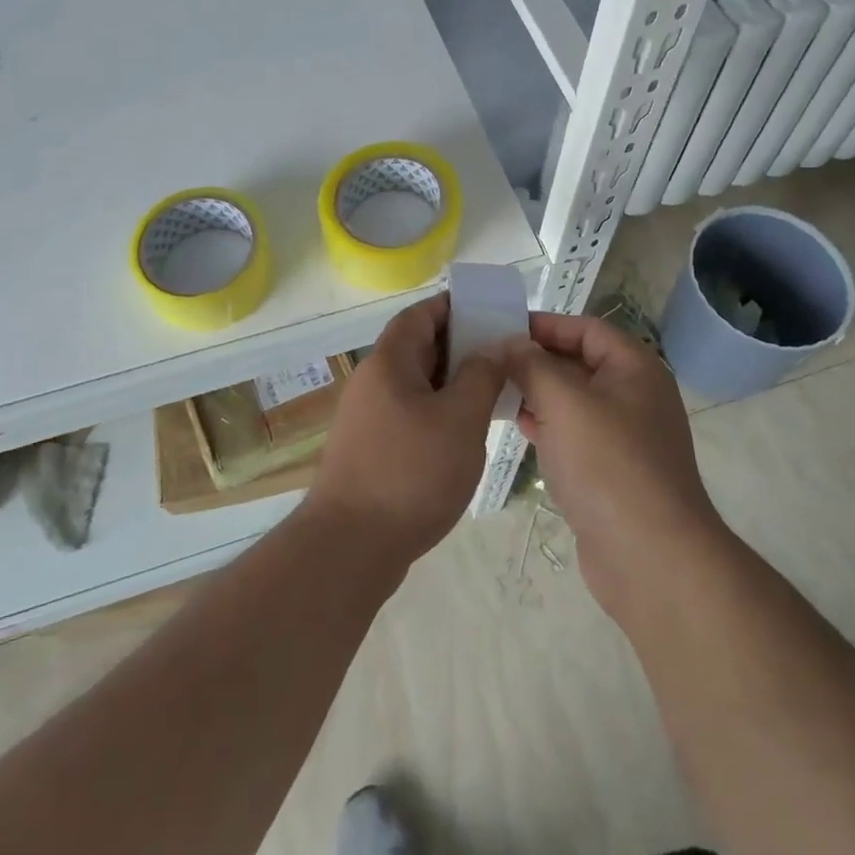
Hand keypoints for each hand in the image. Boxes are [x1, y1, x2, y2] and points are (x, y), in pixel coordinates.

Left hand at [305, 294, 508, 566]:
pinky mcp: (371, 449)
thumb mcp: (460, 419)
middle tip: (503, 357)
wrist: (350, 547)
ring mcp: (368, 417)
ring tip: (493, 394)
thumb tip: (496, 344)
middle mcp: (373, 381)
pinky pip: (410, 413)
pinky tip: (465, 434)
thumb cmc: (411, 473)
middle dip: (461, 347)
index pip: (421, 314)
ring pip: (416, 384)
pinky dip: (438, 412)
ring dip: (452, 383)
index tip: (492, 314)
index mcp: (389, 361)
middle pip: (418, 347)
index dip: (455, 307)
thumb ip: (482, 375)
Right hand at [502, 313, 727, 618]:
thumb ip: (532, 364)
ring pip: (573, 401)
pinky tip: (517, 427)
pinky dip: (547, 425)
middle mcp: (634, 396)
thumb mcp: (564, 401)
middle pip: (579, 363)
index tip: (502, 328)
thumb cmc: (608, 464)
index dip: (545, 324)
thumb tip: (509, 344)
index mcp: (635, 368)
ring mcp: (625, 437)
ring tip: (493, 391)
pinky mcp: (612, 472)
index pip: (586, 329)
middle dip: (535, 360)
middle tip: (488, 360)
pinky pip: (574, 435)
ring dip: (536, 393)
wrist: (650, 557)